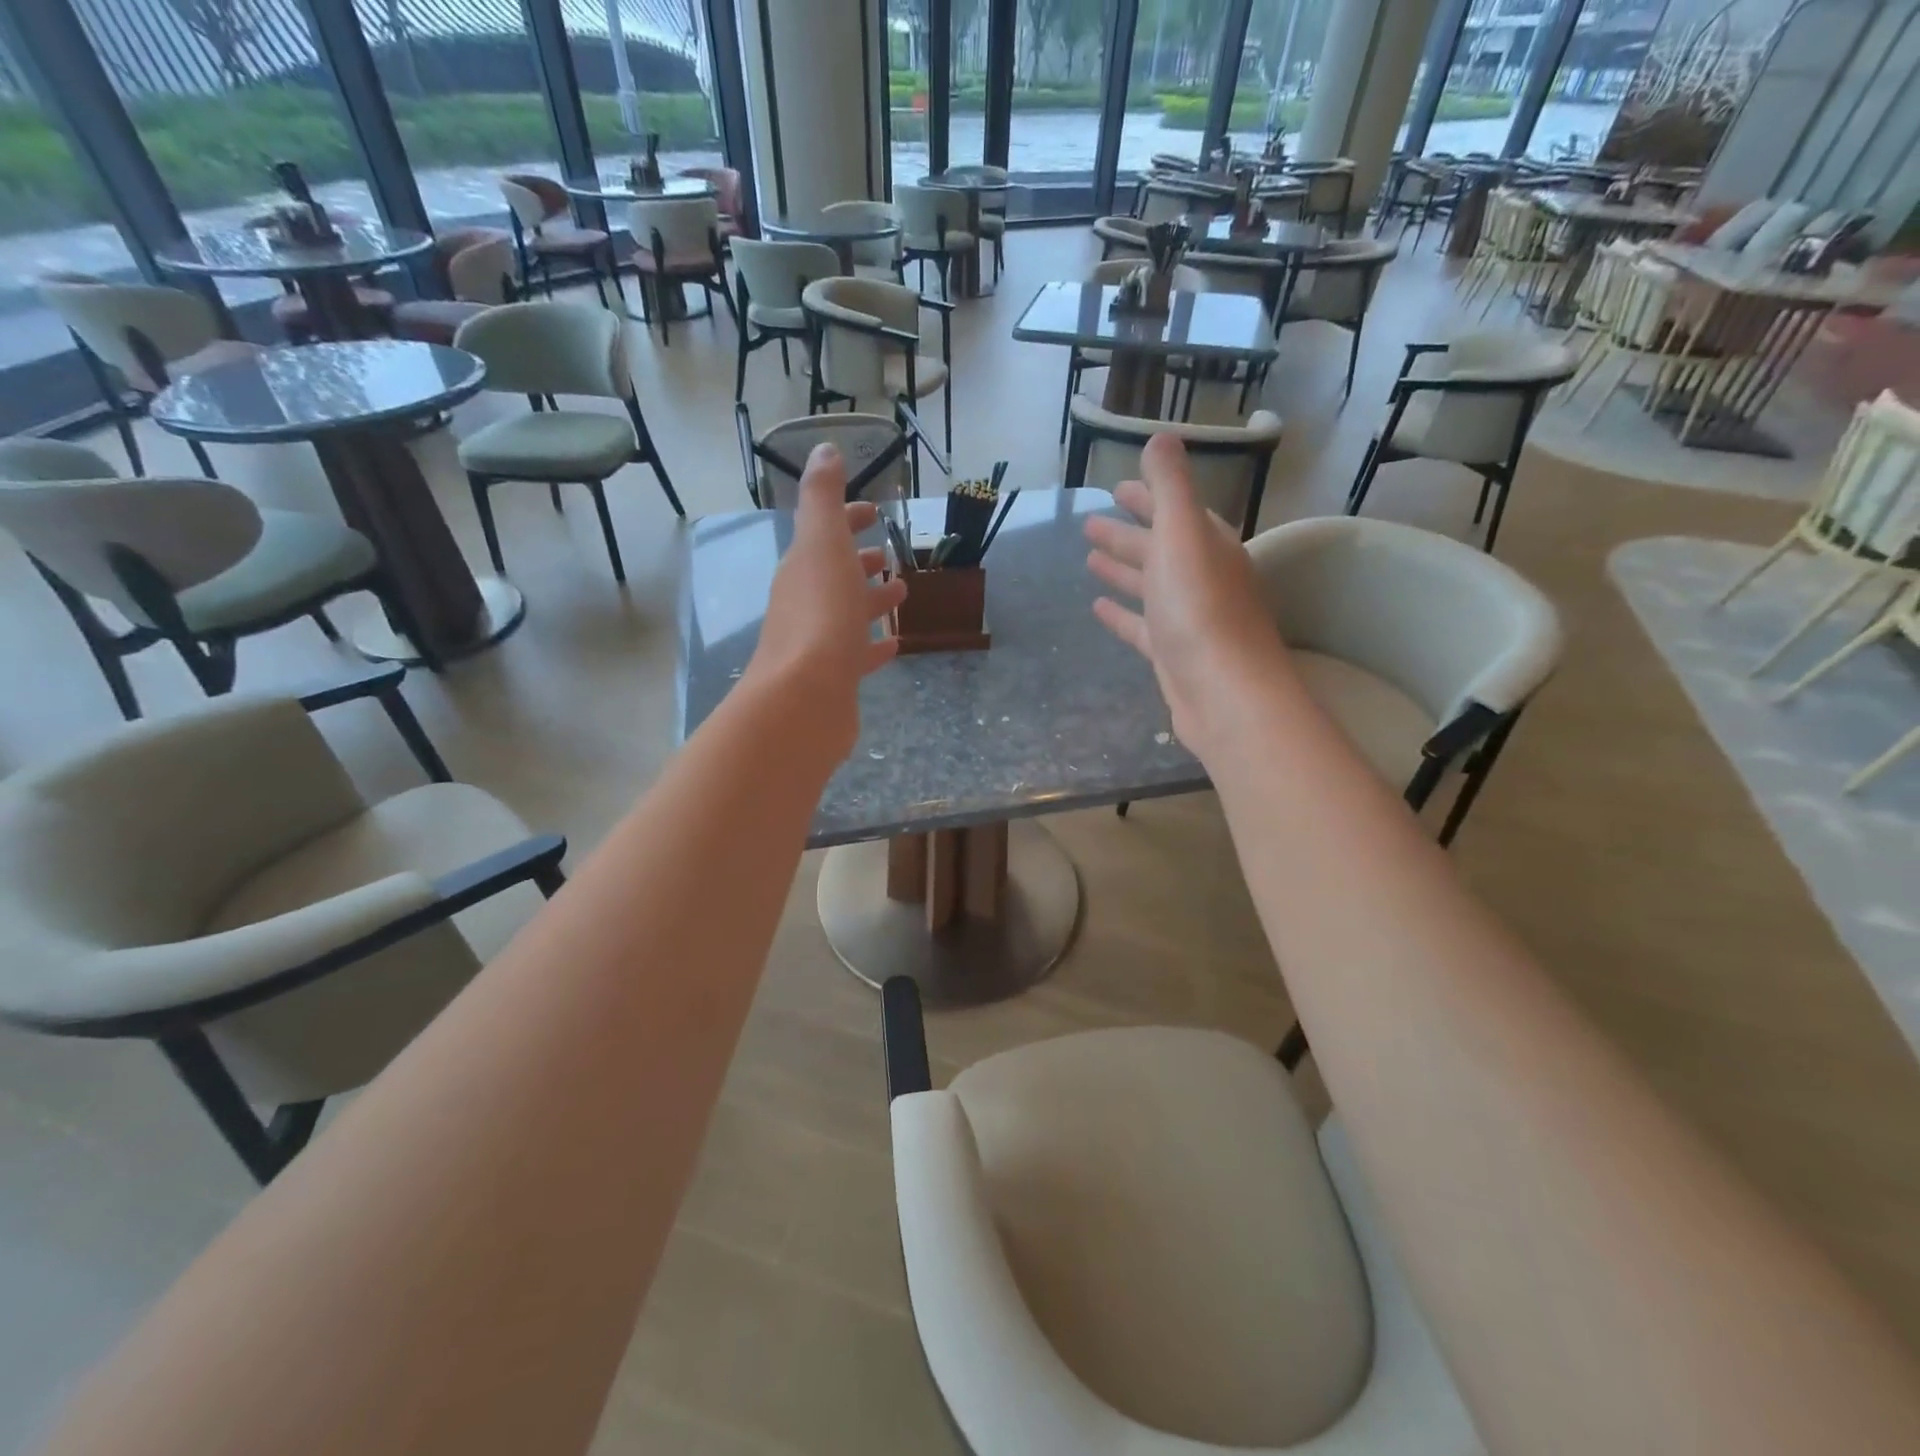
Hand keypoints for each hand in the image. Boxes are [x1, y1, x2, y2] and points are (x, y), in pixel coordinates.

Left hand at [746, 445, 907, 762]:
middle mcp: (805, 603)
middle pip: (834, 575)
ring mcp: (818, 643)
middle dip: (859, 561)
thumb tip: (823, 449)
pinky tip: (893, 644)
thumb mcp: (822, 543)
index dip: (847, 519)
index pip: (824, 534)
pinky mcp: (835, 679)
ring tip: (902, 594)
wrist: (805, 695)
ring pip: (848, 614)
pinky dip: (874, 645)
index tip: (873, 512)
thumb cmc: (820, 613)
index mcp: (803, 568)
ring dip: (871, 600)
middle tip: (887, 555)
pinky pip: (857, 655)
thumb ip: (823, 498)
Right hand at [1084, 434, 1288, 757]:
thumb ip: (1170, 486)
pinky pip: (1142, 627)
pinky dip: (1122, 614)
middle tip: (1089, 524)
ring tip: (1088, 559)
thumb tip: (1161, 437)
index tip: (1117, 487)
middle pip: (1160, 549)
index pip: (1177, 512)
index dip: (1149, 497)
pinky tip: (1097, 608)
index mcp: (1207, 547)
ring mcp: (1188, 620)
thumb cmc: (1201, 609)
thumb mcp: (1182, 535)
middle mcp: (1202, 580)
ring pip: (1150, 587)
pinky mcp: (1172, 655)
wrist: (1223, 694)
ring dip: (1122, 570)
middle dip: (1127, 533)